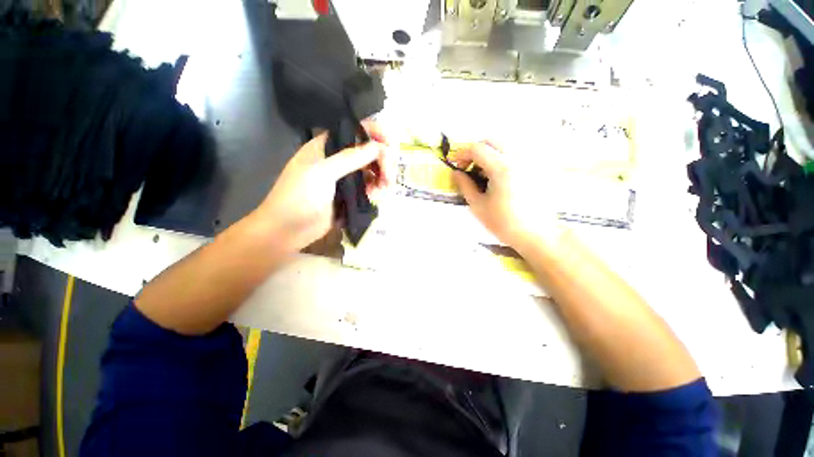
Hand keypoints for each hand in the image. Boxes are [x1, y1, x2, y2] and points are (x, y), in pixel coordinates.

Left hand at [252, 121, 389, 253]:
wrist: (287, 230)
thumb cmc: (298, 197)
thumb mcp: (322, 173)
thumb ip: (350, 158)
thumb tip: (378, 147)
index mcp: (327, 146)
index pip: (355, 130)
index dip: (374, 133)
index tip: (390, 145)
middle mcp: (338, 159)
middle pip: (368, 151)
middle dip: (383, 161)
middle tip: (389, 177)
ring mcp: (345, 177)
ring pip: (372, 170)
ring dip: (382, 177)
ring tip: (384, 189)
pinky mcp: (350, 195)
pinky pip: (369, 187)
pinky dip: (376, 190)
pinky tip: (375, 197)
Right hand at [452, 141, 563, 252]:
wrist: (536, 234)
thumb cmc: (504, 223)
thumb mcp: (478, 206)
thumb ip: (465, 185)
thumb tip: (455, 173)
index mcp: (502, 168)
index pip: (478, 149)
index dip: (463, 154)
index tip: (457, 165)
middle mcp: (518, 158)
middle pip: (493, 140)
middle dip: (477, 150)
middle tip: (470, 167)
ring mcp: (530, 161)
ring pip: (506, 144)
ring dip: (491, 152)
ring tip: (485, 172)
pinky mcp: (537, 167)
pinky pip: (517, 153)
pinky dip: (504, 157)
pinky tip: (501, 175)